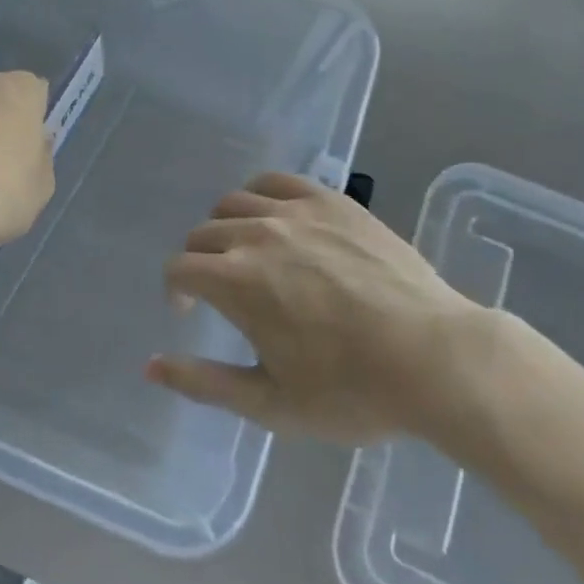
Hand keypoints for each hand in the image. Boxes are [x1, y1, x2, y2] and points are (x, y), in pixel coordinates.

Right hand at [147, 173, 489, 444]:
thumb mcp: (270, 403)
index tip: (189, 311)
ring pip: (233, 202)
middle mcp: (255, 235)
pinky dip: (260, 194)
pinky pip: (277, 180)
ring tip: (245, 251)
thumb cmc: (351, 391)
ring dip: (225, 226)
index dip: (175, 290)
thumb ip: (204, 383)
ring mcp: (295, 212)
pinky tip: (272, 215)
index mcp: (234, 281)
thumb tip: (149, 366)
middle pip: (202, 233)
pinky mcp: (331, 201)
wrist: (434, 359)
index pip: (179, 268)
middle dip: (198, 261)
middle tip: (220, 289)